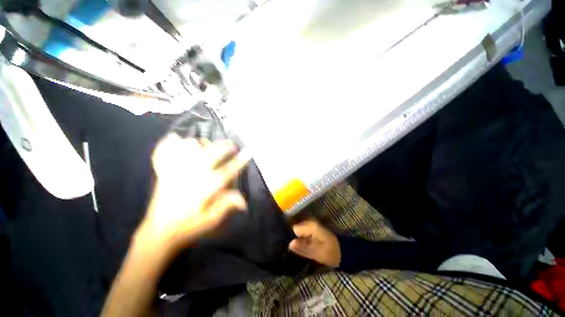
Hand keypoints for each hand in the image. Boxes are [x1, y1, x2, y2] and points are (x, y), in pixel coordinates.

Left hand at [135, 134, 249, 255]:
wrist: (159, 233)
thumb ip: (227, 206)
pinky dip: (168, 144)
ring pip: (187, 151)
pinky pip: (163, 154)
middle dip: (223, 147)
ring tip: (207, 142)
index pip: (226, 172)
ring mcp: (174, 173)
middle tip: (231, 144)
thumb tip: (244, 201)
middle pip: (209, 155)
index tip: (247, 152)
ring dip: (199, 143)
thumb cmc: (188, 226)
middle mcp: (190, 177)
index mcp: (204, 189)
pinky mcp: (162, 174)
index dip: (239, 161)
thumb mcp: (211, 220)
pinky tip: (175, 137)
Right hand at [288, 220, 340, 267]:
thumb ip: (303, 248)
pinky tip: (299, 247)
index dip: (290, 237)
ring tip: (293, 249)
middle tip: (289, 249)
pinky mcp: (312, 229)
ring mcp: (311, 225)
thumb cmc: (332, 253)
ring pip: (298, 231)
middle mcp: (310, 223)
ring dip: (296, 239)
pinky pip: (302, 232)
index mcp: (311, 226)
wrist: (344, 251)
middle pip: (295, 228)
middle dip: (292, 238)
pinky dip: (300, 239)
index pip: (294, 229)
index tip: (286, 247)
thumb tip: (289, 244)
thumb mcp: (317, 253)